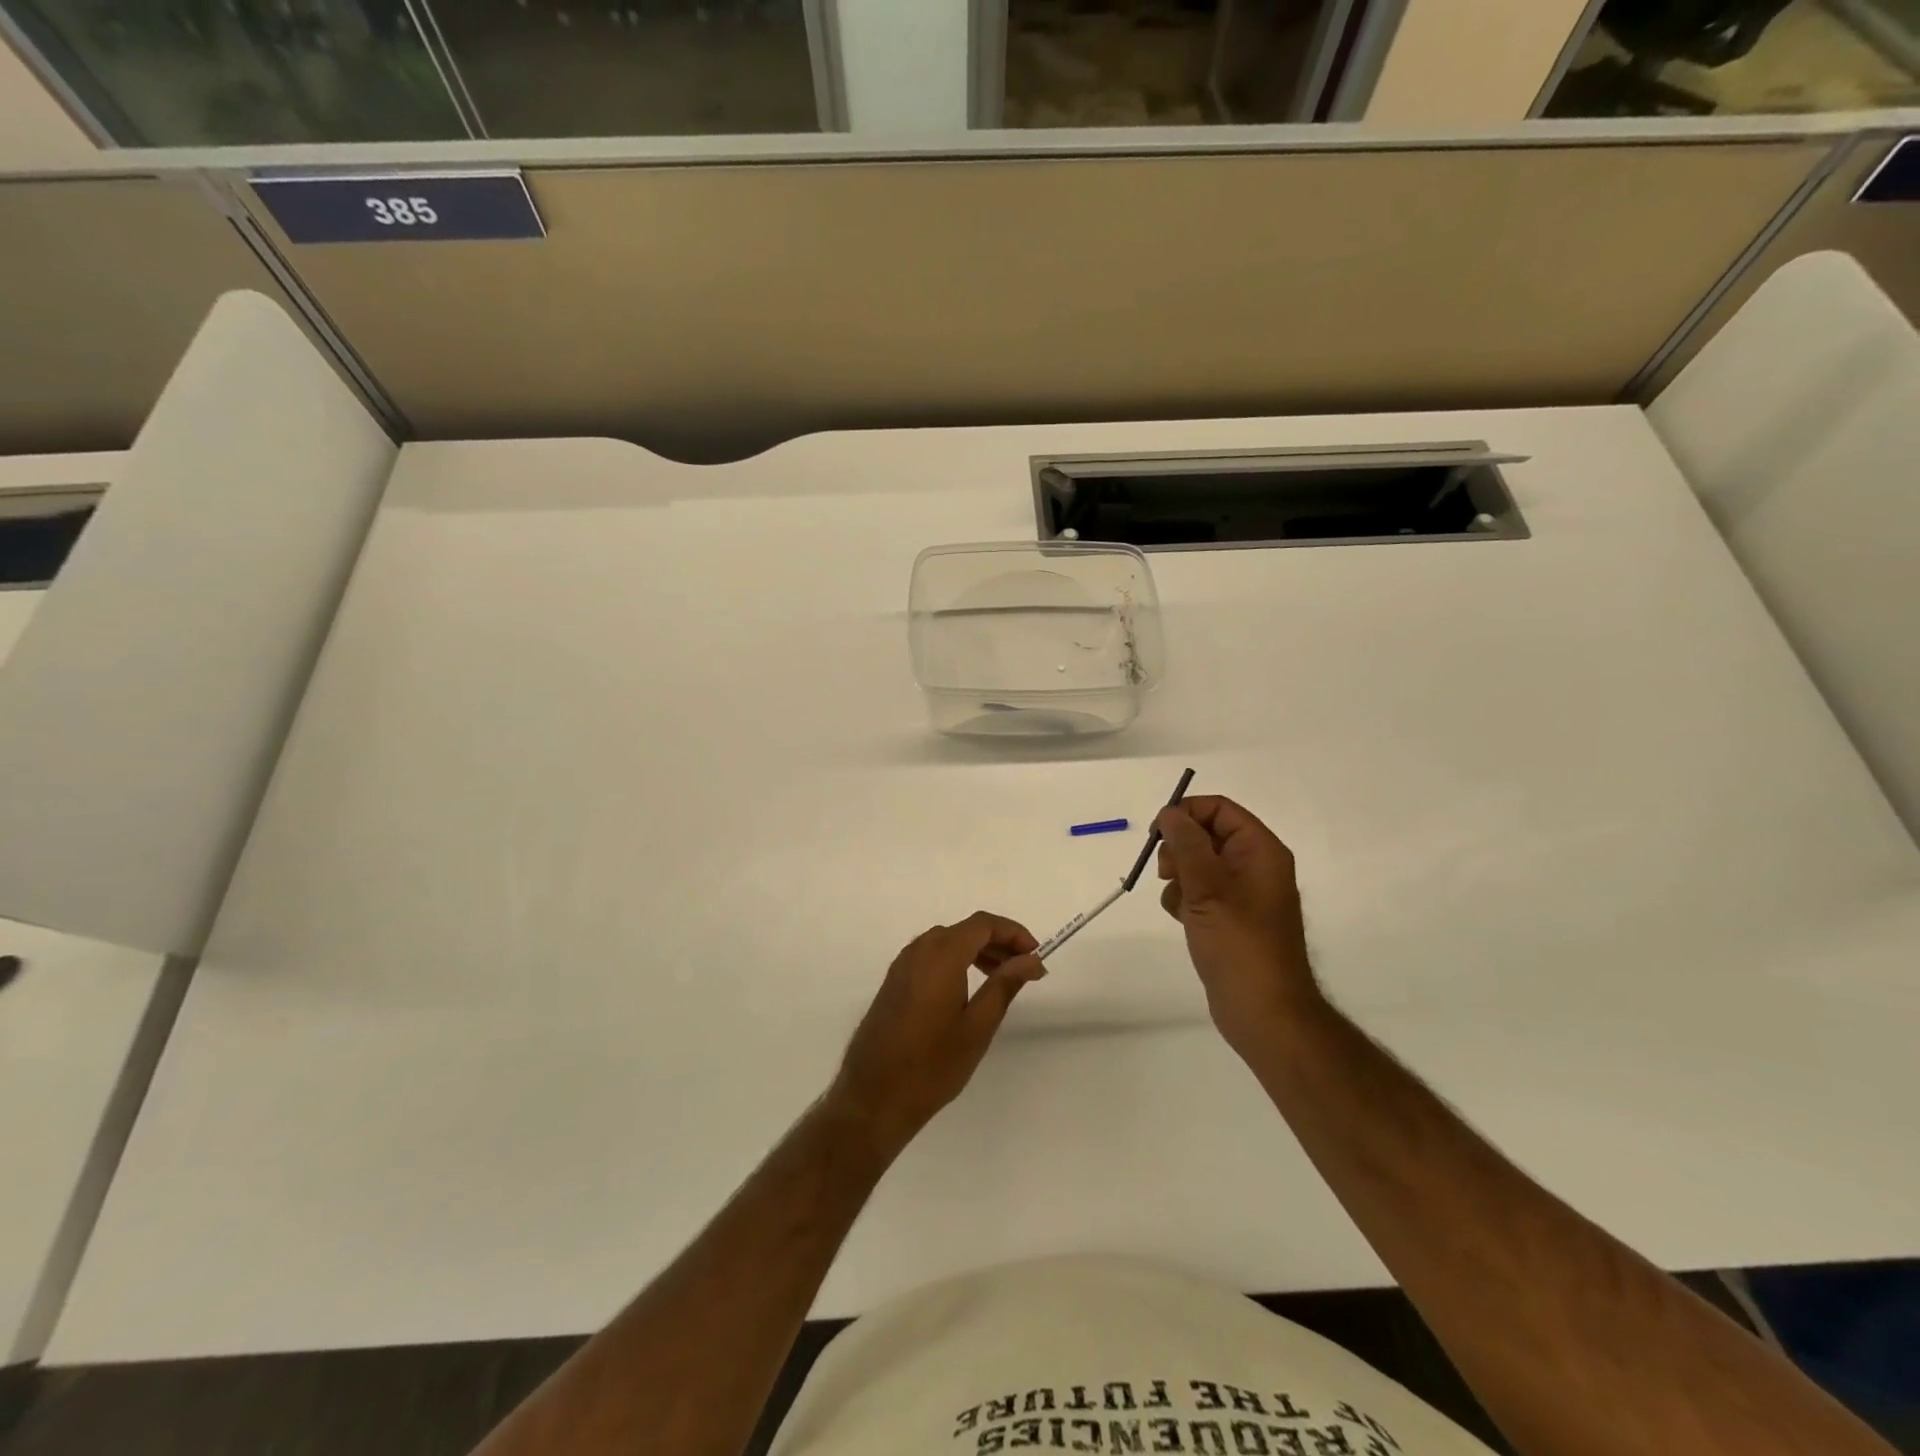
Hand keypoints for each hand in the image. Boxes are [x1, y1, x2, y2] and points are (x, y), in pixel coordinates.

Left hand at [827, 912, 1043, 1155]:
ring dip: (977, 950)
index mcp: (941, 955)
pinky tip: (967, 987)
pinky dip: (955, 960)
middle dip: (998, 942)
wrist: (873, 1097)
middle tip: (1024, 968)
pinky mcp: (894, 982)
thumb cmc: (932, 1065)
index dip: (1013, 932)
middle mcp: (918, 951)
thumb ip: (1005, 985)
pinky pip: (930, 956)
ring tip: (1001, 977)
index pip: (983, 924)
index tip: (1036, 956)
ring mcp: (902, 965)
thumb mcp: (977, 1026)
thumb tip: (1031, 959)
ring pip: (947, 941)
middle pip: (965, 930)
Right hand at [1156, 796, 1318, 1055]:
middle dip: (1179, 848)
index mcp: (1260, 851)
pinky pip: (1197, 891)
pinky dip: (1183, 899)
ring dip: (1178, 876)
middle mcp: (1253, 866)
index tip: (1157, 833)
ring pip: (1196, 863)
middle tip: (1167, 873)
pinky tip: (1182, 919)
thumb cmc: (1240, 944)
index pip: (1219, 809)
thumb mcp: (1209, 888)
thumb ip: (1187, 844)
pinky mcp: (1227, 917)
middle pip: (1205, 833)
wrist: (1264, 1012)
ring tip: (1180, 903)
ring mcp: (1241, 893)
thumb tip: (1171, 812)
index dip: (1186, 813)